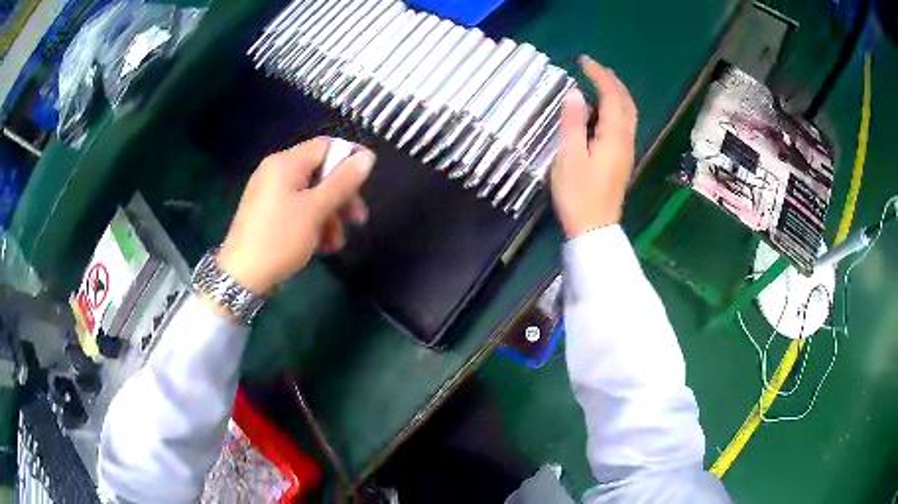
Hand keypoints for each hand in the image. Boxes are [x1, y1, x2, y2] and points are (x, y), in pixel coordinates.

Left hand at [216, 137, 374, 292]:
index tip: (368, 181)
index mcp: (285, 163)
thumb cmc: (279, 238)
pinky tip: (321, 246)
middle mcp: (276, 172)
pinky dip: (313, 223)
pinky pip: (297, 209)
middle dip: (341, 196)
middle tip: (357, 220)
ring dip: (329, 216)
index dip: (350, 159)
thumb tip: (367, 157)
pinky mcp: (267, 214)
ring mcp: (270, 194)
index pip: (325, 146)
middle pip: (320, 173)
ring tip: (336, 243)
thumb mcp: (316, 210)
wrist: (241, 276)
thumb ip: (343, 182)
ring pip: (311, 195)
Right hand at [552, 56, 637, 238]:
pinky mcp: (621, 159)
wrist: (594, 228)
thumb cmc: (578, 194)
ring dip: (615, 93)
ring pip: (627, 113)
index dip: (599, 75)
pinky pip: (623, 125)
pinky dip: (614, 108)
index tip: (583, 61)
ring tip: (597, 82)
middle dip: (611, 81)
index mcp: (614, 136)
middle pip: (626, 102)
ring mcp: (626, 150)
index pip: (611, 96)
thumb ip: (572, 123)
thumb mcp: (569, 156)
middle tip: (593, 68)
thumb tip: (575, 93)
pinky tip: (600, 110)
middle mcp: (625, 139)